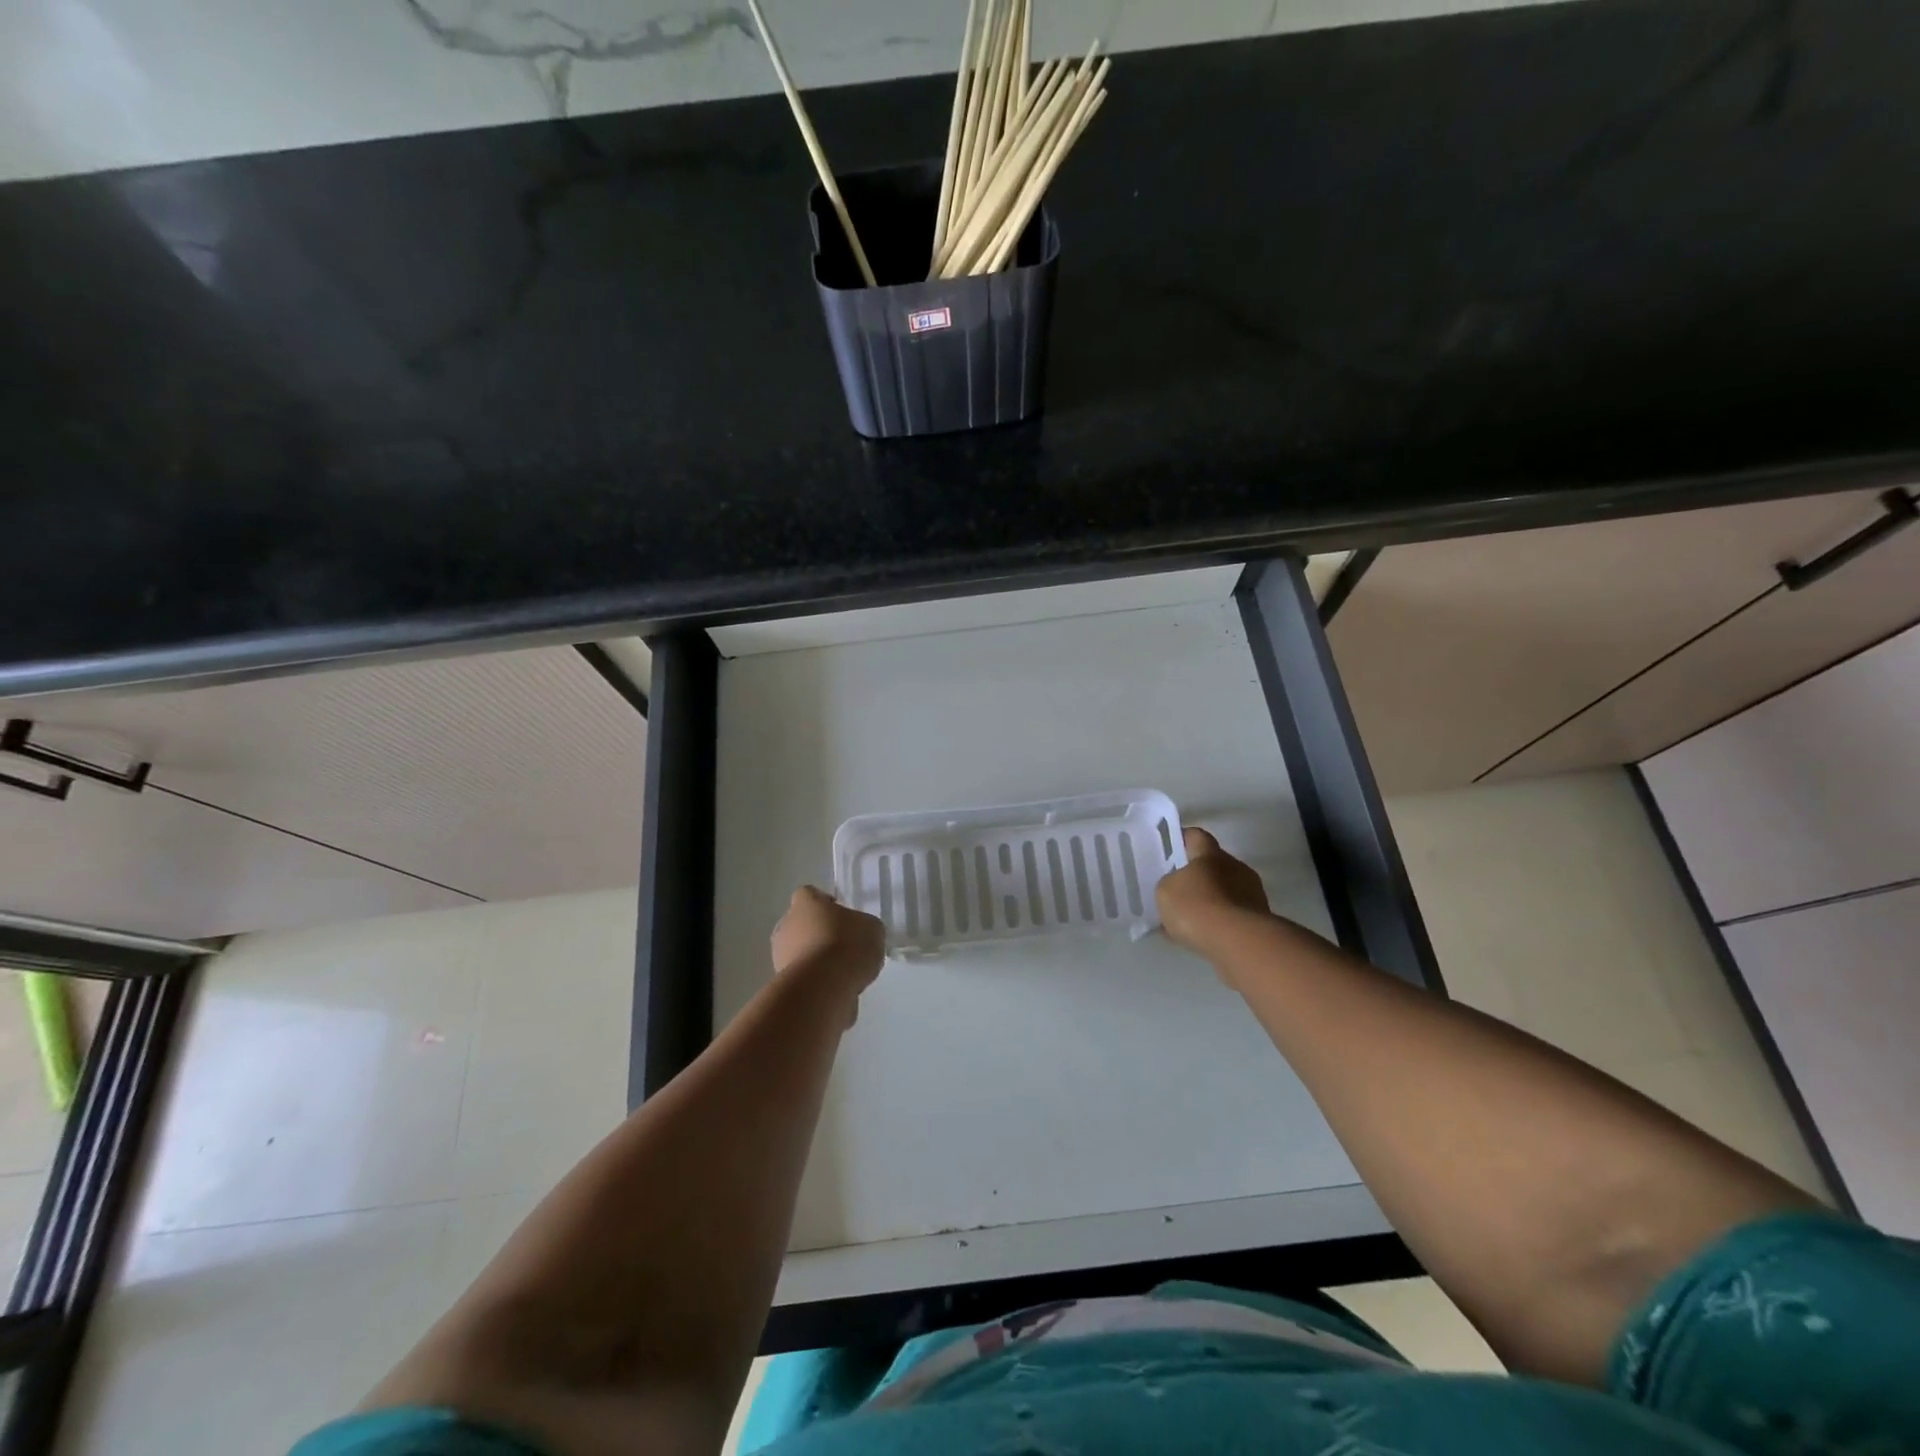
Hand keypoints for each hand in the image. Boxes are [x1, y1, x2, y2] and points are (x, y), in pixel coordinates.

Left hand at [771, 886, 885, 994]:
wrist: (823, 988)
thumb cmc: (847, 945)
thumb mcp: (872, 929)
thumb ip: (863, 927)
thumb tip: (860, 933)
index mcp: (806, 903)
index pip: (810, 894)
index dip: (825, 904)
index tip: (841, 916)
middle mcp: (786, 924)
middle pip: (801, 924)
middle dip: (818, 933)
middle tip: (843, 945)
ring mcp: (779, 955)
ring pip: (798, 952)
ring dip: (815, 960)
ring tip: (842, 973)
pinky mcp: (781, 983)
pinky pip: (801, 977)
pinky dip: (814, 982)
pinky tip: (834, 990)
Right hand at [1156, 827, 1271, 956]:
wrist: (1238, 942)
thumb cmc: (1197, 906)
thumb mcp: (1165, 891)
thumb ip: (1169, 883)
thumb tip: (1176, 886)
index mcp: (1211, 854)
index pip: (1196, 836)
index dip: (1183, 840)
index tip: (1171, 848)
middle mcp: (1236, 867)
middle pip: (1213, 865)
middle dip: (1197, 876)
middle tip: (1178, 890)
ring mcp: (1252, 894)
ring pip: (1224, 892)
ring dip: (1210, 901)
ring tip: (1189, 920)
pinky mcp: (1260, 920)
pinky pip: (1232, 916)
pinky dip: (1219, 923)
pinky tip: (1202, 937)